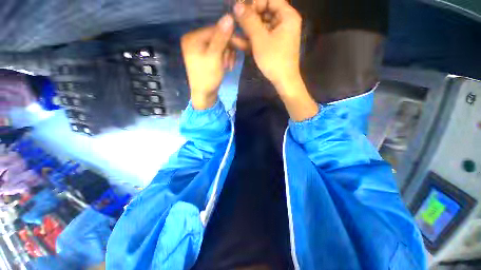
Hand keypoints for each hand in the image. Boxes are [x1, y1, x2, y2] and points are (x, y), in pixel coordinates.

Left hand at [181, 15, 236, 109]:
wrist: (204, 95)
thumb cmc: (207, 77)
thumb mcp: (214, 57)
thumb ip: (221, 37)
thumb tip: (229, 17)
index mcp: (193, 38)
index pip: (215, 30)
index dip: (230, 37)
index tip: (243, 45)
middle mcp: (195, 41)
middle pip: (218, 38)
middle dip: (228, 50)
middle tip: (231, 63)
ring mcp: (200, 49)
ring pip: (220, 46)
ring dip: (228, 56)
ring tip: (228, 67)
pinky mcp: (206, 57)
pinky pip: (219, 53)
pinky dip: (225, 59)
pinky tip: (226, 67)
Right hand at [234, 0, 317, 121]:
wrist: (283, 81)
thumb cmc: (274, 59)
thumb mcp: (260, 39)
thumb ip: (249, 21)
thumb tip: (237, 5)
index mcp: (287, 16)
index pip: (269, 0)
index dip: (254, 2)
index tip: (240, 8)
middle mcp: (284, 22)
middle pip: (264, 12)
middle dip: (248, 17)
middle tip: (235, 19)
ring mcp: (279, 35)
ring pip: (261, 27)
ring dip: (247, 30)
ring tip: (233, 30)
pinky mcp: (273, 46)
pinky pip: (262, 38)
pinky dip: (251, 40)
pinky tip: (237, 41)